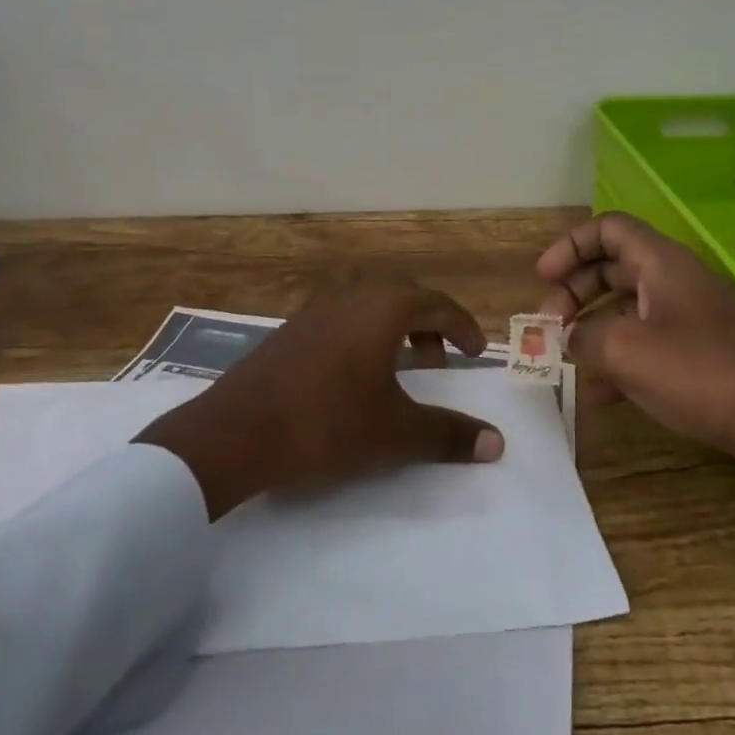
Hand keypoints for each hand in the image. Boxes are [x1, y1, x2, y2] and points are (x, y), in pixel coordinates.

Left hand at [134, 273, 503, 519]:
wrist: (237, 431)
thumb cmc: (326, 423)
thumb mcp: (394, 433)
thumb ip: (448, 435)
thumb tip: (497, 443)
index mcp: (383, 306)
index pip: (438, 304)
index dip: (463, 327)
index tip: (477, 353)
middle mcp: (353, 293)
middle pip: (404, 292)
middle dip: (429, 320)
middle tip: (439, 359)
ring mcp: (317, 305)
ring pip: (370, 298)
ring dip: (394, 322)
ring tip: (401, 363)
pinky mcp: (292, 324)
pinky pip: (343, 311)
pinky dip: (364, 328)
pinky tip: (356, 369)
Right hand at [538, 214, 734, 584]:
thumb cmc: (706, 376)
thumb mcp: (628, 352)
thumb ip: (584, 336)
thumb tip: (569, 337)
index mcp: (663, 264)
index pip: (608, 229)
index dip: (570, 246)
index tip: (542, 278)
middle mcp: (679, 283)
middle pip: (614, 269)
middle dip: (575, 292)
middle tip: (548, 325)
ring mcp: (696, 321)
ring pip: (631, 311)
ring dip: (595, 331)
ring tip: (567, 363)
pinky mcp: (708, 359)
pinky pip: (652, 347)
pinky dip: (622, 362)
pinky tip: (601, 397)